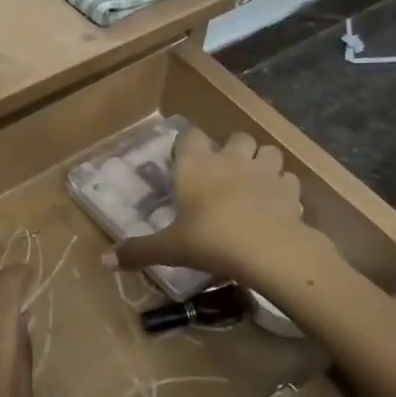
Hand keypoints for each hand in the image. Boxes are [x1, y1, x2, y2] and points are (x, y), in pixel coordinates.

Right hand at [108, 128, 312, 283]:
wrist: (269, 250)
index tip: (184, 160)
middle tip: (223, 172)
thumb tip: (105, 260)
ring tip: (253, 182)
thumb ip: (138, 251)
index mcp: (196, 165)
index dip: (188, 144)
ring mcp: (264, 171)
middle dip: (231, 149)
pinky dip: (283, 187)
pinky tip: (277, 203)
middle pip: (235, 137)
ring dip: (261, 161)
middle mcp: (230, 159)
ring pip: (267, 151)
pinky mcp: (290, 190)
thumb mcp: (169, 249)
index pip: (190, 135)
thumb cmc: (210, 240)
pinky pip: (288, 179)